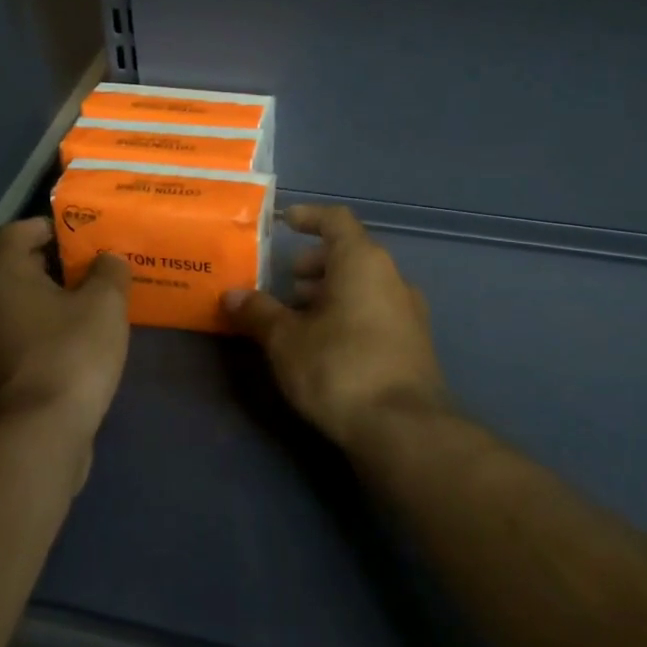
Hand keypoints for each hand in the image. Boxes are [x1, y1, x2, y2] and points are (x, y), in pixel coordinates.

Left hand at [0, 217, 131, 440]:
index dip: (51, 226)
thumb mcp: (104, 305)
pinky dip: (40, 338)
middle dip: (55, 267)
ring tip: (89, 310)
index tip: (84, 236)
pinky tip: (74, 350)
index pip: (18, 231)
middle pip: (15, 271)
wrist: (34, 438)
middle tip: (94, 271)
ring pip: (15, 310)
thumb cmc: (69, 355)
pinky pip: (16, 343)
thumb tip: (108, 259)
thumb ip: (109, 272)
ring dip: (47, 306)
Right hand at [223, 204, 449, 453]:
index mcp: (363, 262)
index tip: (284, 222)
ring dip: (330, 292)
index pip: (336, 221)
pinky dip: (348, 314)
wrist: (403, 429)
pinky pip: (375, 312)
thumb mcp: (286, 340)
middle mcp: (392, 278)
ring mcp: (409, 313)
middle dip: (316, 264)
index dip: (309, 217)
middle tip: (287, 281)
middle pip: (351, 254)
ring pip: (364, 286)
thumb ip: (259, 312)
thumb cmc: (339, 368)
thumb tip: (232, 296)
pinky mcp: (413, 345)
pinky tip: (325, 345)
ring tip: (299, 317)